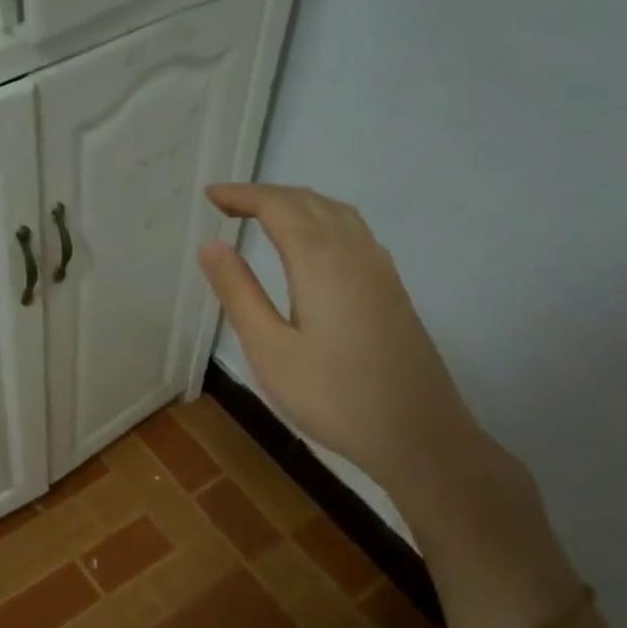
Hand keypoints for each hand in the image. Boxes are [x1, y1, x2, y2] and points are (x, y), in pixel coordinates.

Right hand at [197, 184, 478, 497]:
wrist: (416, 433)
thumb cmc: (332, 396)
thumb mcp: (269, 349)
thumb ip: (239, 292)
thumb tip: (211, 245)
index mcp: (320, 260)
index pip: (277, 207)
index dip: (242, 195)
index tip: (210, 195)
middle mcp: (354, 251)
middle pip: (309, 201)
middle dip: (266, 195)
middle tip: (228, 205)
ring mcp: (380, 268)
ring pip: (337, 213)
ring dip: (298, 204)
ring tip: (264, 216)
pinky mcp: (392, 289)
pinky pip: (354, 232)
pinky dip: (323, 220)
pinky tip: (314, 245)